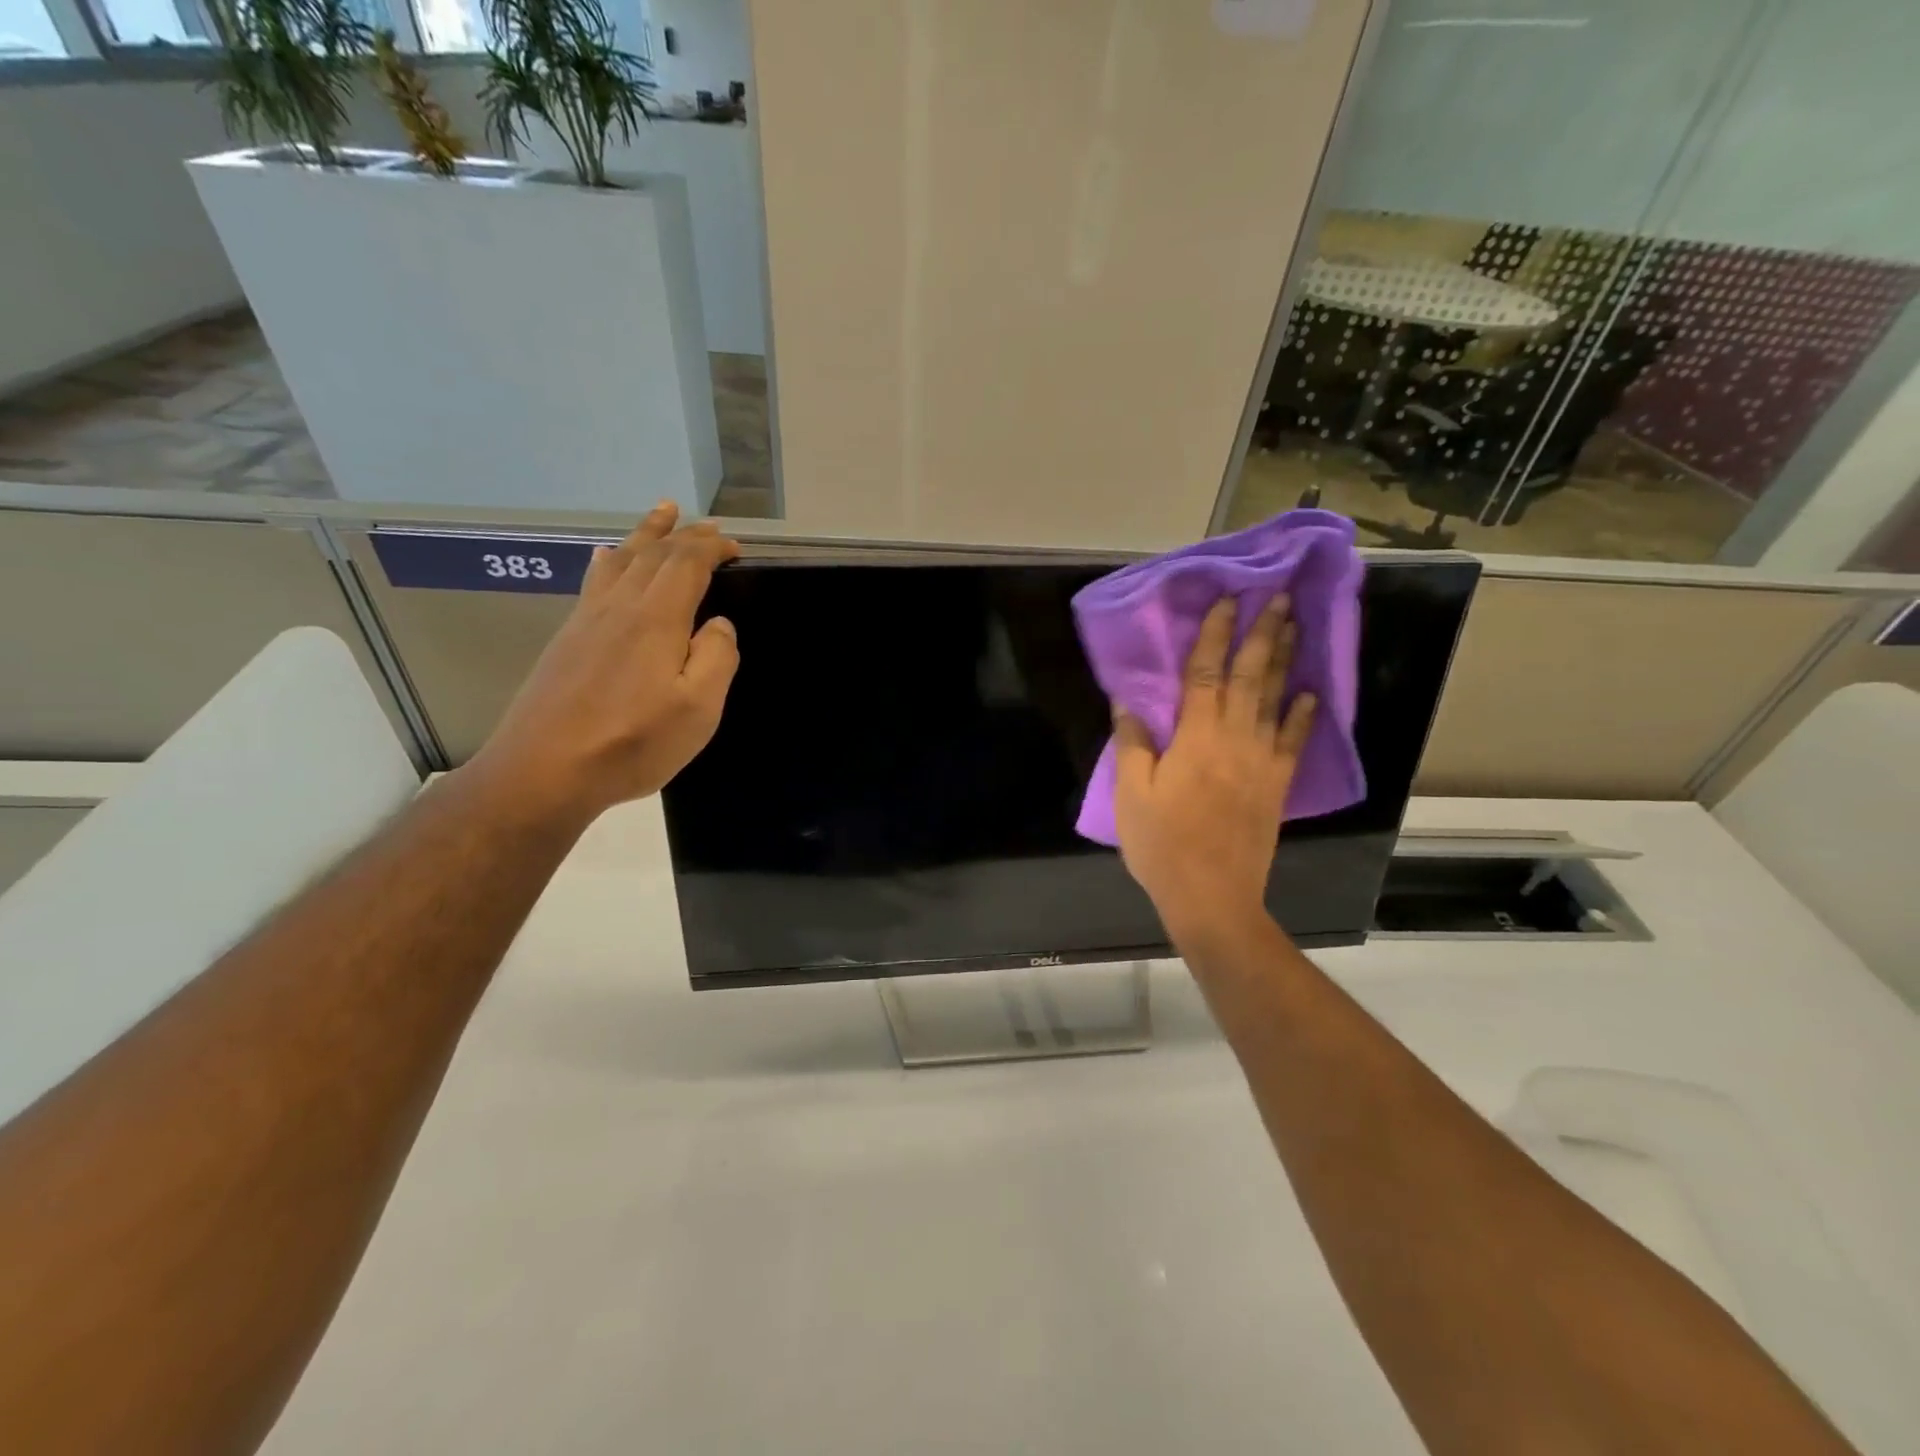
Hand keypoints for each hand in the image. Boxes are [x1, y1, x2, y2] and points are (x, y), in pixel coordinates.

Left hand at [466, 502, 740, 825]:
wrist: (545, 770)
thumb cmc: (633, 743)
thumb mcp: (698, 710)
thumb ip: (717, 659)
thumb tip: (719, 625)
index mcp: (657, 619)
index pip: (687, 564)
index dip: (711, 548)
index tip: (735, 546)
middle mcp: (620, 606)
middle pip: (653, 554)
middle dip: (683, 535)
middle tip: (706, 524)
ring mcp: (588, 620)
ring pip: (621, 560)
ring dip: (646, 534)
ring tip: (662, 514)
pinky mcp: (567, 638)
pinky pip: (593, 581)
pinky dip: (608, 560)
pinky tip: (605, 555)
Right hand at [1111, 596, 1315, 948]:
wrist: (1211, 895)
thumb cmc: (1162, 844)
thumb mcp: (1131, 794)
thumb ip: (1133, 744)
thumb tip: (1128, 702)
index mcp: (1196, 737)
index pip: (1205, 673)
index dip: (1214, 635)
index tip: (1226, 601)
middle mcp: (1235, 738)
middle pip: (1249, 676)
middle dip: (1263, 634)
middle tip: (1278, 597)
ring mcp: (1261, 761)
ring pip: (1275, 700)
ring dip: (1285, 661)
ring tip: (1295, 627)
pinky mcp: (1276, 784)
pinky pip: (1293, 741)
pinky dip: (1302, 716)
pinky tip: (1310, 694)